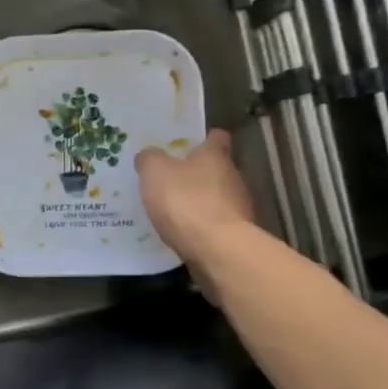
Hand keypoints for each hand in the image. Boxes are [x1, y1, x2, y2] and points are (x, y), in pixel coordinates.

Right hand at [135, 129, 255, 276]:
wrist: (218, 250)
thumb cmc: (186, 202)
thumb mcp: (155, 172)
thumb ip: (150, 159)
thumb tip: (149, 155)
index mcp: (214, 156)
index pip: (217, 138)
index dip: (205, 139)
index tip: (191, 144)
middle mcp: (232, 177)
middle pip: (217, 169)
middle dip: (197, 173)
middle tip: (171, 179)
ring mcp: (238, 208)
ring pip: (218, 197)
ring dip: (200, 201)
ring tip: (174, 210)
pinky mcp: (236, 235)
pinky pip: (216, 224)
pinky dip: (202, 226)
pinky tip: (183, 234)